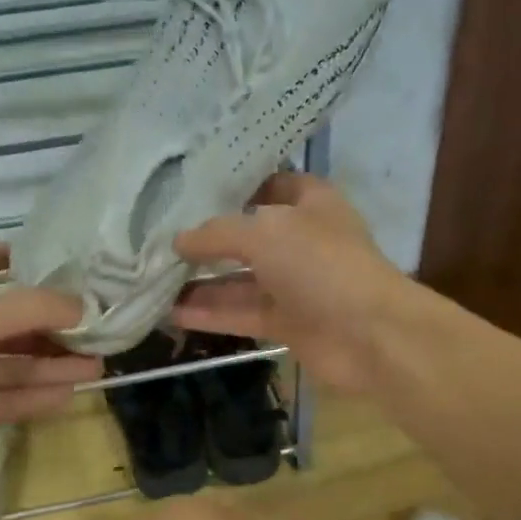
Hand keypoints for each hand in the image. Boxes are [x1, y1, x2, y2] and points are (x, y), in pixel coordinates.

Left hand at [0, 245, 99, 492]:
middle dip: (48, 325)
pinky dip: (35, 398)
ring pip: (11, 366)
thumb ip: (33, 309)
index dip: (5, 258)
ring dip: (51, 364)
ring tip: (97, 365)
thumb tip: (82, 307)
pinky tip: (70, 395)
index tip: (45, 257)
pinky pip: (5, 401)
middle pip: (6, 323)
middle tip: (93, 327)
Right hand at [172, 173, 405, 393]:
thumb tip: (179, 241)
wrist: (370, 335)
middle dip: (205, 239)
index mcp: (309, 202)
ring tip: (151, 280)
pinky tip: (169, 313)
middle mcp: (300, 239)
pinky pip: (241, 312)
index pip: (265, 185)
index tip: (185, 190)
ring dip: (199, 282)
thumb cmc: (321, 265)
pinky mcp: (286, 322)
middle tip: (155, 239)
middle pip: (245, 235)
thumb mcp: (264, 233)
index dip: (230, 186)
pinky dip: (209, 313)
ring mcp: (294, 283)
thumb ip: (217, 234)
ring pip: (238, 279)